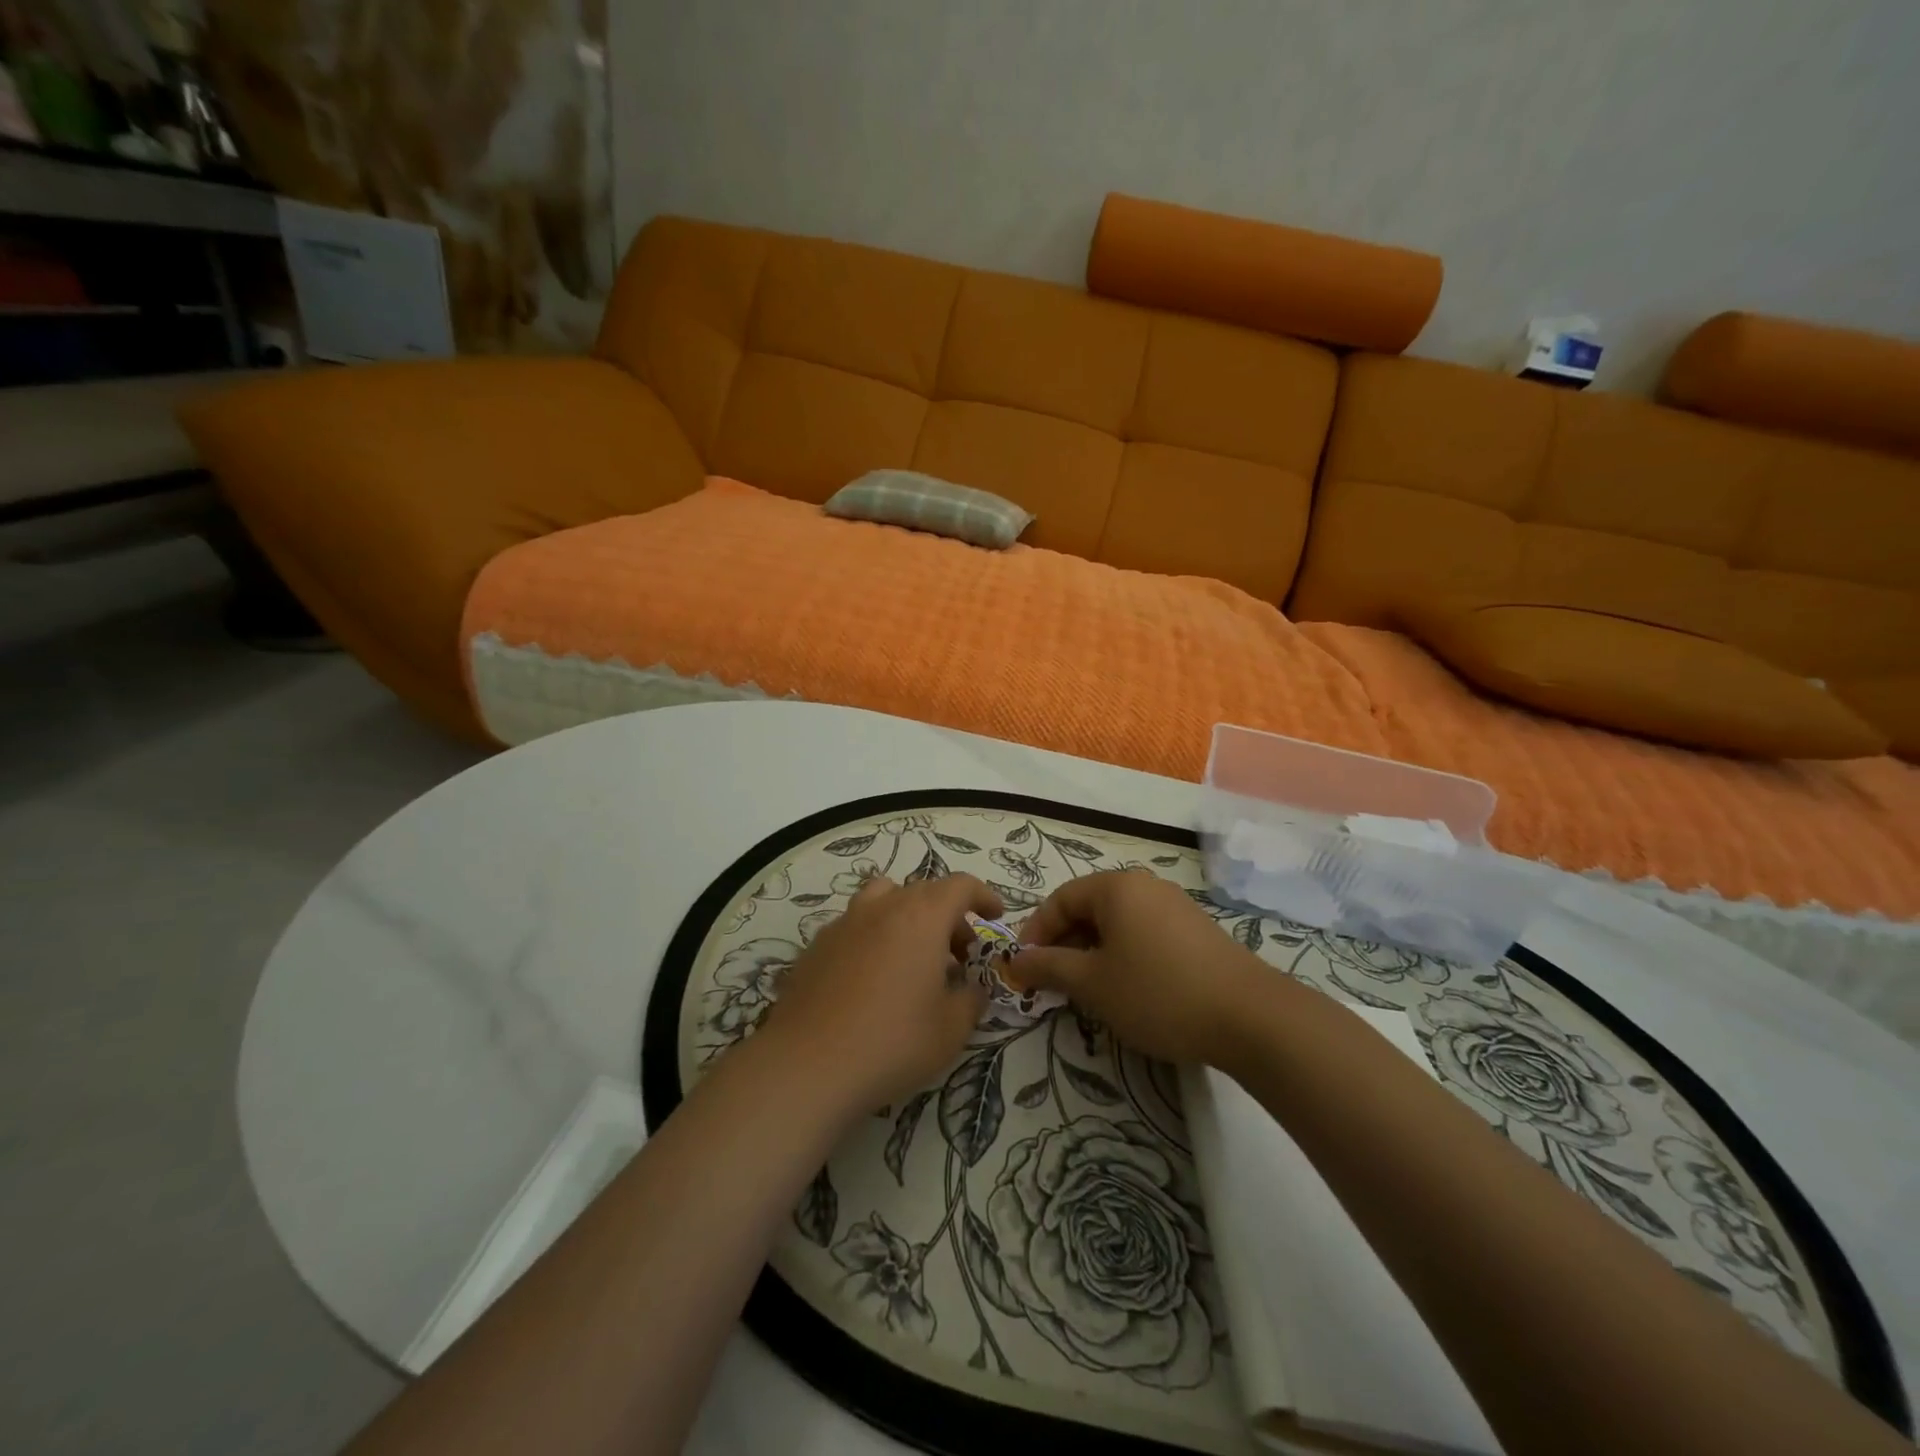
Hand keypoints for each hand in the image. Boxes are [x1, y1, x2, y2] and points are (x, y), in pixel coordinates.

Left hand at [757, 873, 1001, 1117]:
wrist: (807, 1065)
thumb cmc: (892, 1042)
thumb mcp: (951, 1029)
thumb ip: (971, 999)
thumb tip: (972, 987)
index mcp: (921, 916)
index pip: (960, 885)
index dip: (982, 896)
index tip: (994, 916)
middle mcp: (882, 908)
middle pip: (923, 891)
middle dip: (948, 915)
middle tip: (960, 954)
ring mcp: (844, 923)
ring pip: (883, 899)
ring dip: (906, 917)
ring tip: (913, 957)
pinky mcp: (816, 947)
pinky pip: (855, 926)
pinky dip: (874, 937)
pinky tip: (872, 979)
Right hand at [1009, 871, 1264, 1067]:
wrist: (1250, 1017)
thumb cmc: (1158, 992)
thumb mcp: (1093, 983)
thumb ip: (1049, 967)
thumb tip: (1015, 961)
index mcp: (1116, 887)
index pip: (1060, 899)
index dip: (1036, 933)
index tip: (1024, 969)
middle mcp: (1145, 886)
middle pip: (1089, 908)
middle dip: (1064, 944)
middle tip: (1052, 983)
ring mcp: (1175, 906)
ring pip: (1117, 923)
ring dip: (1093, 952)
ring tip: (1087, 990)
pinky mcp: (1196, 930)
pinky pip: (1143, 933)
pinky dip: (1123, 955)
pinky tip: (1128, 989)